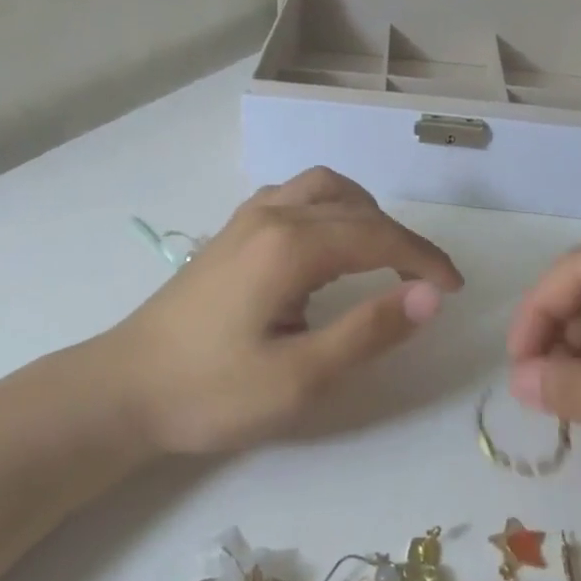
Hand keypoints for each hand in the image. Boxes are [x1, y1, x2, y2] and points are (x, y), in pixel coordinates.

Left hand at [110, 167, 462, 454]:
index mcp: (290, 245)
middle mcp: (271, 214)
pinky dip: (329, 210)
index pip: (378, 235)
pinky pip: (295, 197)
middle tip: (424, 283)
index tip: (454, 289)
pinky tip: (327, 247)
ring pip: (323, 189)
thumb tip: (430, 297)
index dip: (424, 259)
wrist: (125, 389)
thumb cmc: (212, 392)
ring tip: (383, 257)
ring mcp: (247, 218)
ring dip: (363, 215)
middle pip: (355, 206)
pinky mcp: (232, 232)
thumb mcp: (300, 379)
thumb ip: (368, 331)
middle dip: (400, 239)